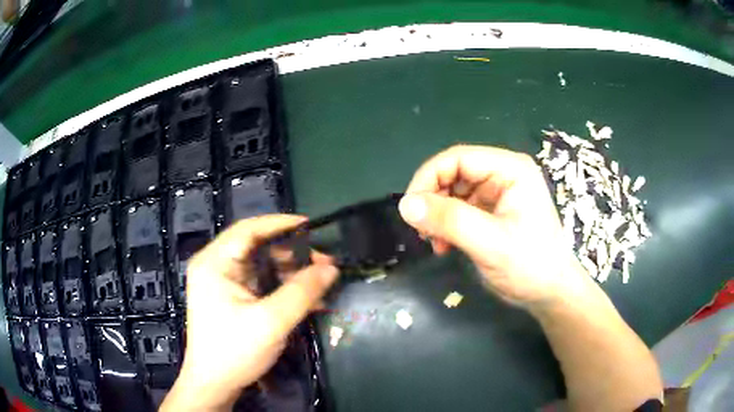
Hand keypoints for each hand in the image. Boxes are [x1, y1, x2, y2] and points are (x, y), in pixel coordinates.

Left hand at [161, 215, 338, 411]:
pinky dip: (282, 287)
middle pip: (256, 246)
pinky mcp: (232, 297)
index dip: (280, 223)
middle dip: (291, 253)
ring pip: (261, 265)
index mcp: (214, 262)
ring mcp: (223, 283)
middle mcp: (216, 266)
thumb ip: (302, 292)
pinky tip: (306, 299)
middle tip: (323, 262)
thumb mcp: (271, 321)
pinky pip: (261, 283)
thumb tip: (331, 268)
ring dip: (290, 272)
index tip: (312, 226)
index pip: (248, 229)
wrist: (215, 383)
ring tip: (320, 282)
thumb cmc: (234, 350)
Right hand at [399, 145, 593, 308]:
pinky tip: (445, 246)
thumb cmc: (531, 266)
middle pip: (453, 173)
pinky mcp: (492, 211)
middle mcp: (503, 174)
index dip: (429, 177)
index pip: (458, 158)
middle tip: (423, 231)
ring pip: (452, 192)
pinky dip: (446, 226)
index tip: (411, 209)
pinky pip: (459, 209)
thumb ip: (450, 221)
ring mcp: (497, 193)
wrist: (550, 293)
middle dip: (433, 201)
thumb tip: (405, 205)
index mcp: (510, 169)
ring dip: (438, 216)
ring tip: (435, 243)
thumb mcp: (490, 244)